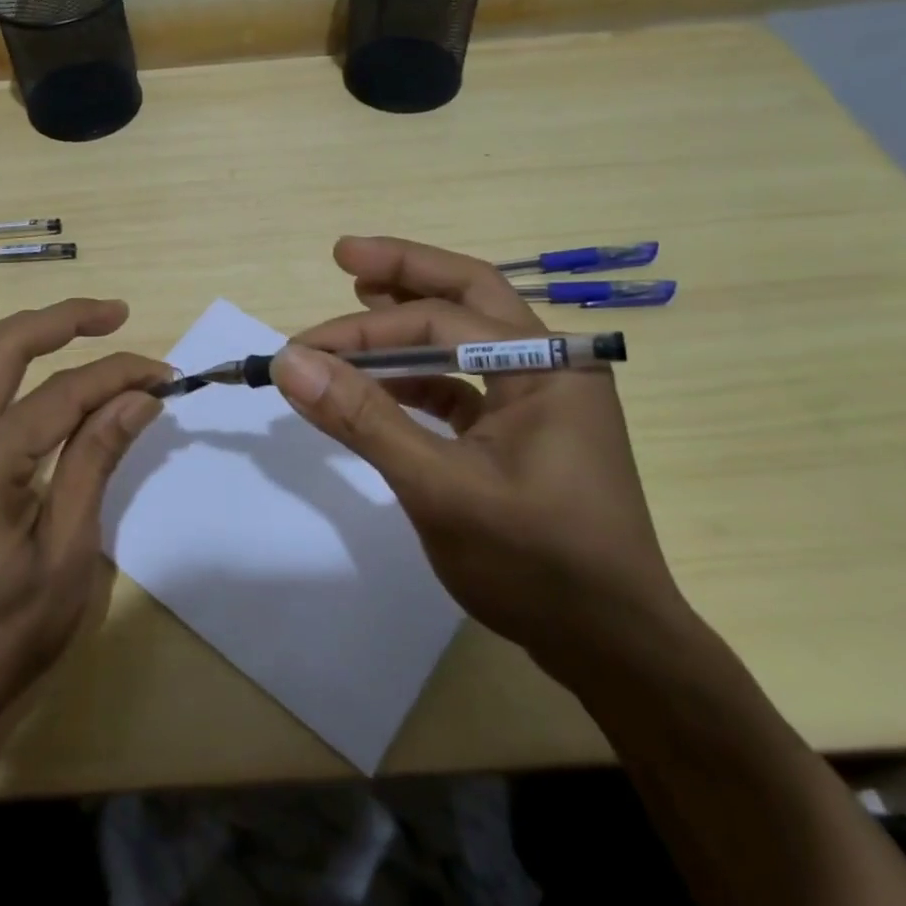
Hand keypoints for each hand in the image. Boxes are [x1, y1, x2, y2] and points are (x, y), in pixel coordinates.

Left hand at [0, 299, 167, 761]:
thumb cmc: (5, 634)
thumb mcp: (68, 552)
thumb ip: (96, 461)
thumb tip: (138, 398)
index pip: (64, 393)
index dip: (120, 375)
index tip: (165, 375)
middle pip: (3, 346)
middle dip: (63, 319)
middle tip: (116, 314)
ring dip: (18, 330)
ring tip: (69, 328)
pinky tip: (13, 370)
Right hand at [273, 237, 687, 690]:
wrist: (614, 651)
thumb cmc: (537, 566)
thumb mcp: (440, 489)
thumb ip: (365, 420)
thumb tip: (291, 363)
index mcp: (546, 365)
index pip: (440, 321)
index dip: (362, 330)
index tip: (299, 349)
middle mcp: (549, 365)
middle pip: (469, 294)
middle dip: (405, 273)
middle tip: (345, 255)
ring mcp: (539, 399)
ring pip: (466, 337)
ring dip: (409, 323)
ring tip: (358, 299)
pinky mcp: (523, 432)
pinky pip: (465, 384)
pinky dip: (420, 376)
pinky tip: (383, 381)